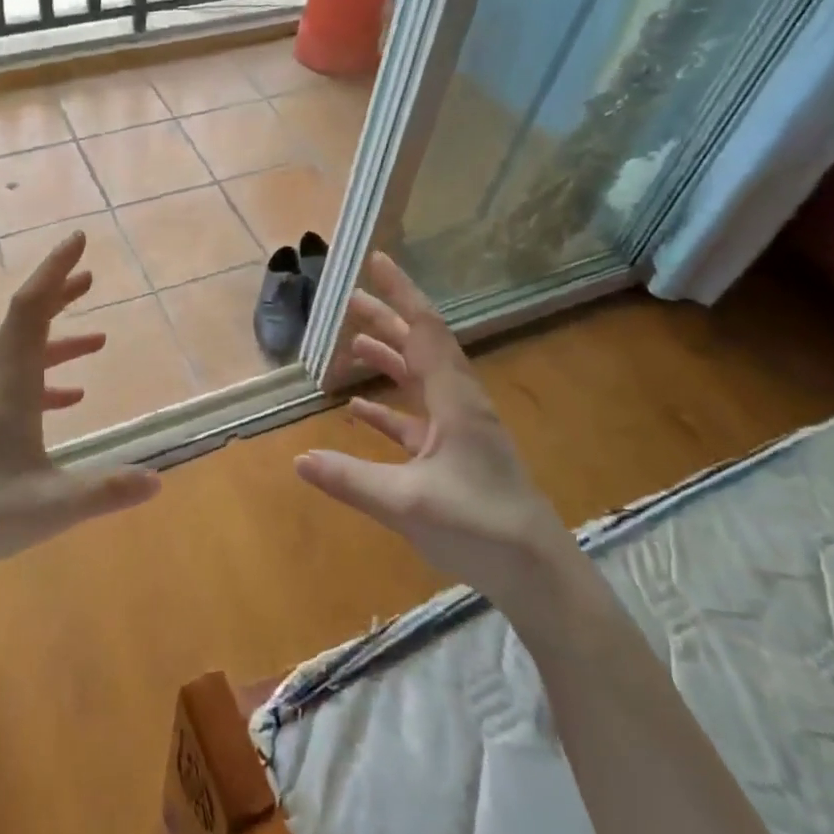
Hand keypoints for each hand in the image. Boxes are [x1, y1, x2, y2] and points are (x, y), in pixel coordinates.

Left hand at [0, 231, 159, 582]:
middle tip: (90, 276)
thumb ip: (107, 491)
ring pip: (22, 357)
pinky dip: (46, 383)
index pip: (32, 311)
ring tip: (98, 340)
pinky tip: (70, 401)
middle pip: (26, 324)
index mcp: (10, 388)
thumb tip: (159, 481)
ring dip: (58, 341)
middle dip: (58, 295)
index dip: (55, 270)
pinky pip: (17, 389)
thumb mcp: (51, 506)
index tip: (79, 239)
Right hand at [295, 252, 578, 601]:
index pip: (425, 330)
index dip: (400, 293)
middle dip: (387, 319)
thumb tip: (298, 459)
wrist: (536, 573)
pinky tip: (359, 410)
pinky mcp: (454, 457)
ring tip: (354, 342)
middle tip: (350, 298)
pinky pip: (415, 420)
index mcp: (455, 401)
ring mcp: (459, 431)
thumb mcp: (406, 503)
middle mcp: (459, 405)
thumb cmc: (479, 527)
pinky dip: (388, 409)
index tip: (376, 261)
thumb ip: (350, 479)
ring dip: (388, 359)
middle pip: (420, 348)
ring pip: (419, 380)